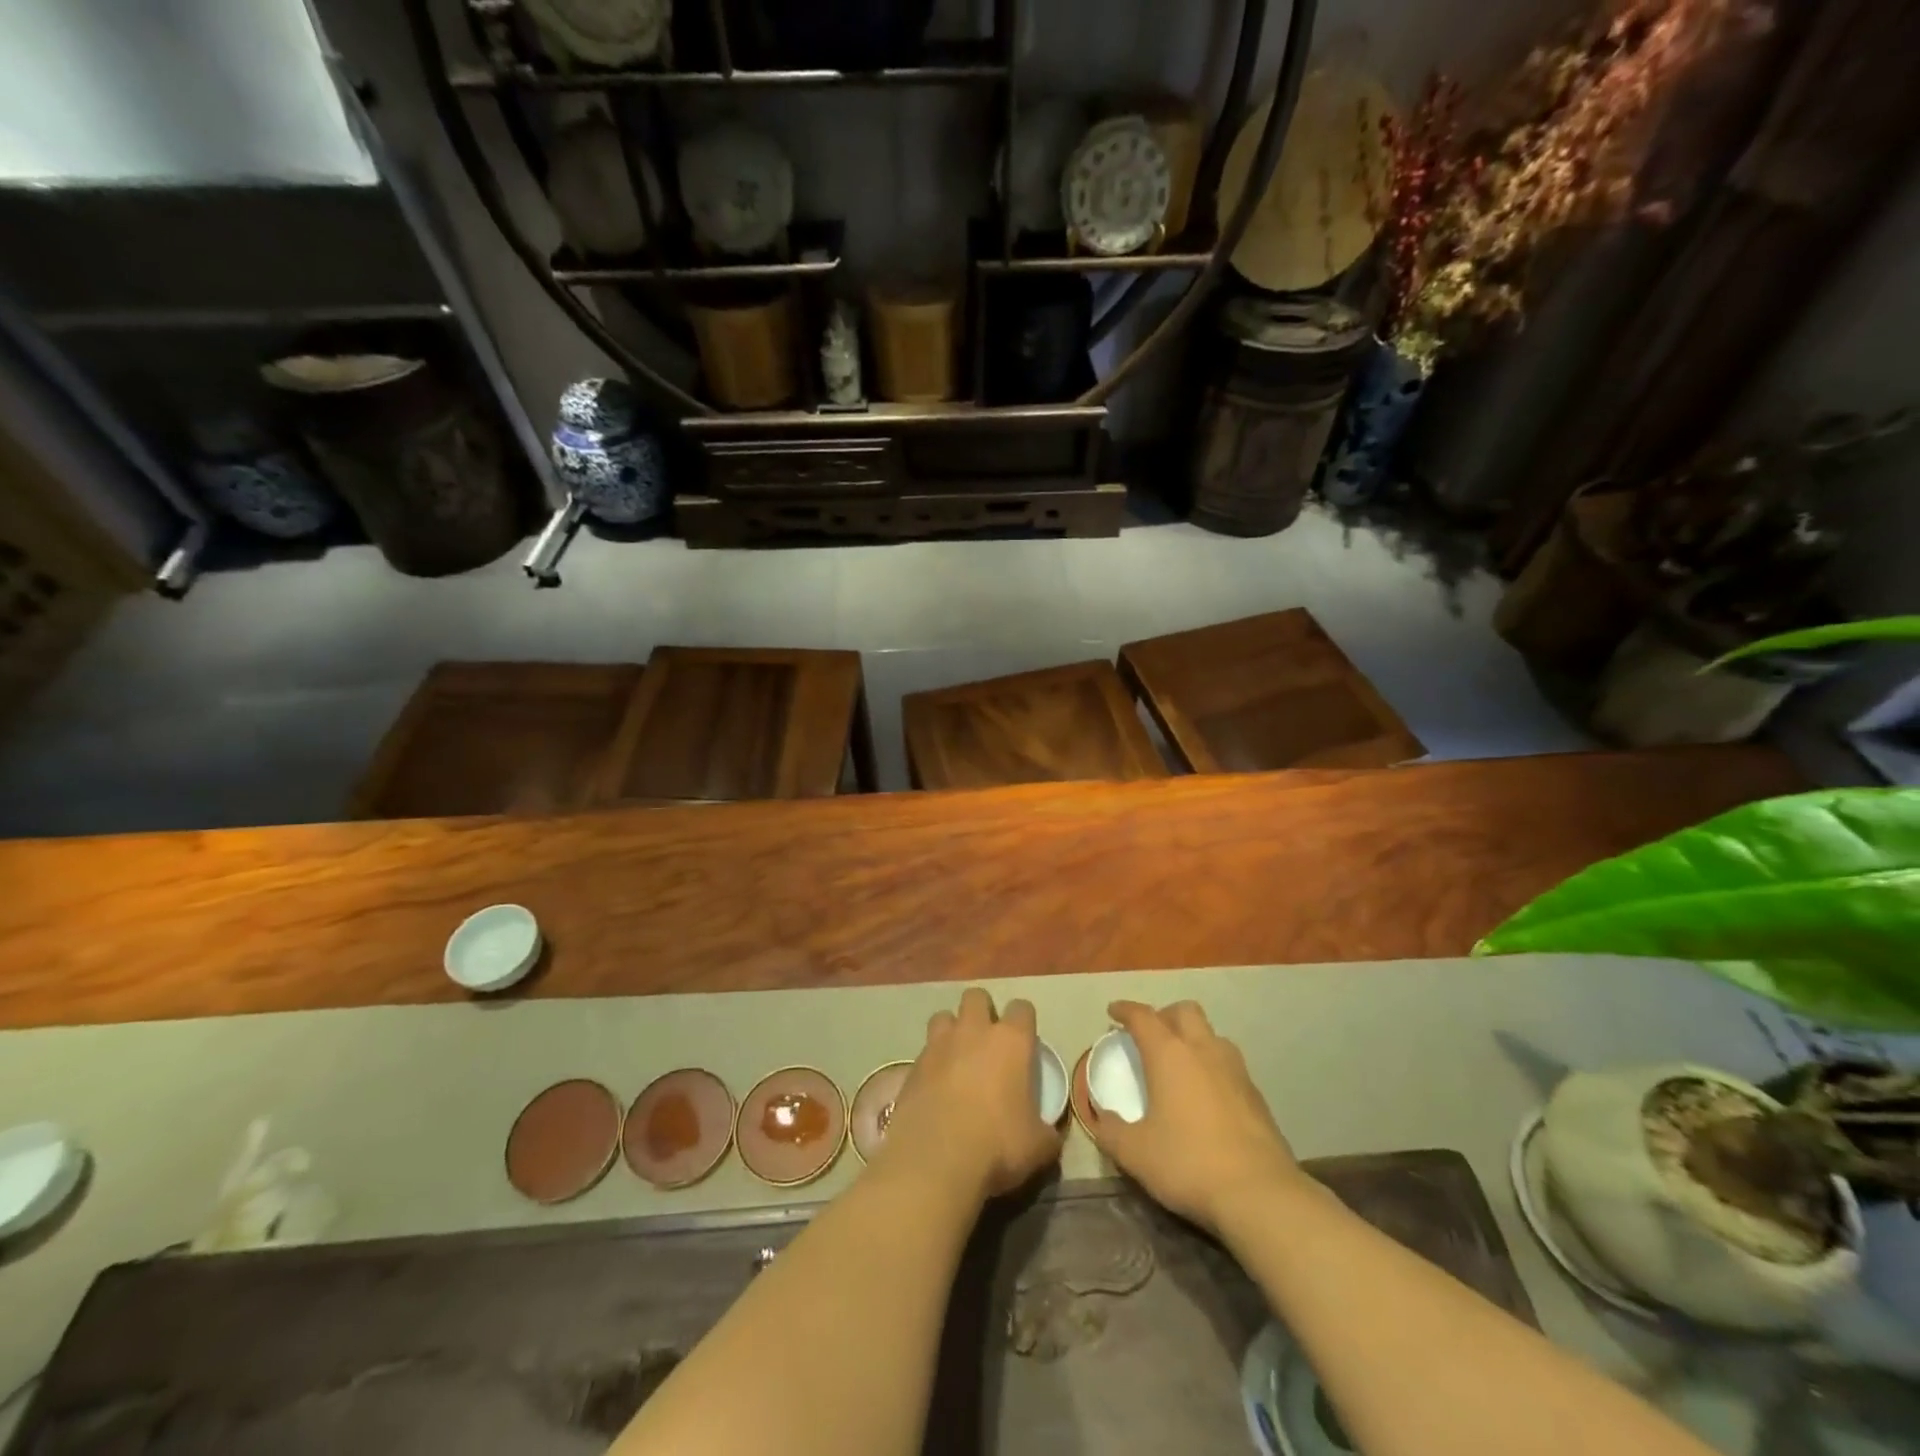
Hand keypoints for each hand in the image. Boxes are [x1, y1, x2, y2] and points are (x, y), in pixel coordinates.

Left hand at [873, 988, 1063, 1204]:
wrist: (936, 1159)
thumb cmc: (997, 1144)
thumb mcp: (1038, 1147)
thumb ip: (1046, 1133)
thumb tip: (1049, 1135)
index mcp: (1010, 1041)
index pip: (1022, 1008)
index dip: (1024, 1021)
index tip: (1025, 1042)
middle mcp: (973, 1031)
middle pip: (977, 997)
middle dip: (982, 1011)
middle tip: (987, 1042)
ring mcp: (938, 1045)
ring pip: (943, 1016)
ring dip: (951, 1030)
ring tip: (956, 1057)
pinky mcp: (912, 1066)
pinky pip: (923, 1052)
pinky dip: (930, 1063)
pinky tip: (934, 1088)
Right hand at [1086, 1000, 1306, 1234]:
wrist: (1260, 1194)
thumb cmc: (1189, 1163)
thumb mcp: (1135, 1153)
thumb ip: (1111, 1132)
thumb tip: (1101, 1118)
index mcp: (1169, 1054)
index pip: (1143, 1016)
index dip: (1125, 1010)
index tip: (1114, 1011)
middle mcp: (1203, 1050)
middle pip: (1184, 1011)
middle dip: (1164, 1015)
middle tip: (1150, 1036)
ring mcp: (1235, 1070)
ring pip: (1212, 1034)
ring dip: (1193, 1038)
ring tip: (1181, 1063)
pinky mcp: (1257, 1095)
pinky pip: (1229, 1064)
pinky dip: (1213, 1067)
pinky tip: (1208, 1096)